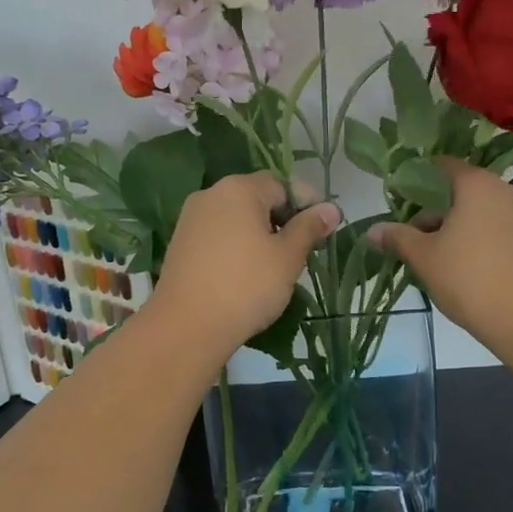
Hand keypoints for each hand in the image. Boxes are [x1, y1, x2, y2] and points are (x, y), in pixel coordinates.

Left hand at [149, 173, 340, 356]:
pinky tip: (247, 274)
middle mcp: (210, 195)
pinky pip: (218, 236)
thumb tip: (332, 208)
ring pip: (237, 218)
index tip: (324, 229)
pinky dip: (237, 247)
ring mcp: (190, 220)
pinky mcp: (181, 245)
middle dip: (284, 219)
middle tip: (304, 250)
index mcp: (238, 189)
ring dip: (260, 234)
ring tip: (278, 265)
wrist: (186, 326)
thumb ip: (310, 227)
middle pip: (257, 198)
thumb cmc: (246, 285)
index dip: (307, 203)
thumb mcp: (288, 256)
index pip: (282, 184)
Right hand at [368, 158, 512, 353]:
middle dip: (432, 212)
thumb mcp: (424, 257)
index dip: (417, 179)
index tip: (397, 199)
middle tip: (410, 239)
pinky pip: (494, 228)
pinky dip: (475, 239)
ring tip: (432, 259)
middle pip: (459, 191)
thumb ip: (397, 238)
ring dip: (453, 228)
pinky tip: (460, 268)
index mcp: (476, 183)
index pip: (442, 166)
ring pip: (477, 212)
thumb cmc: (470, 278)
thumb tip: (372, 231)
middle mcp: (503, 190)